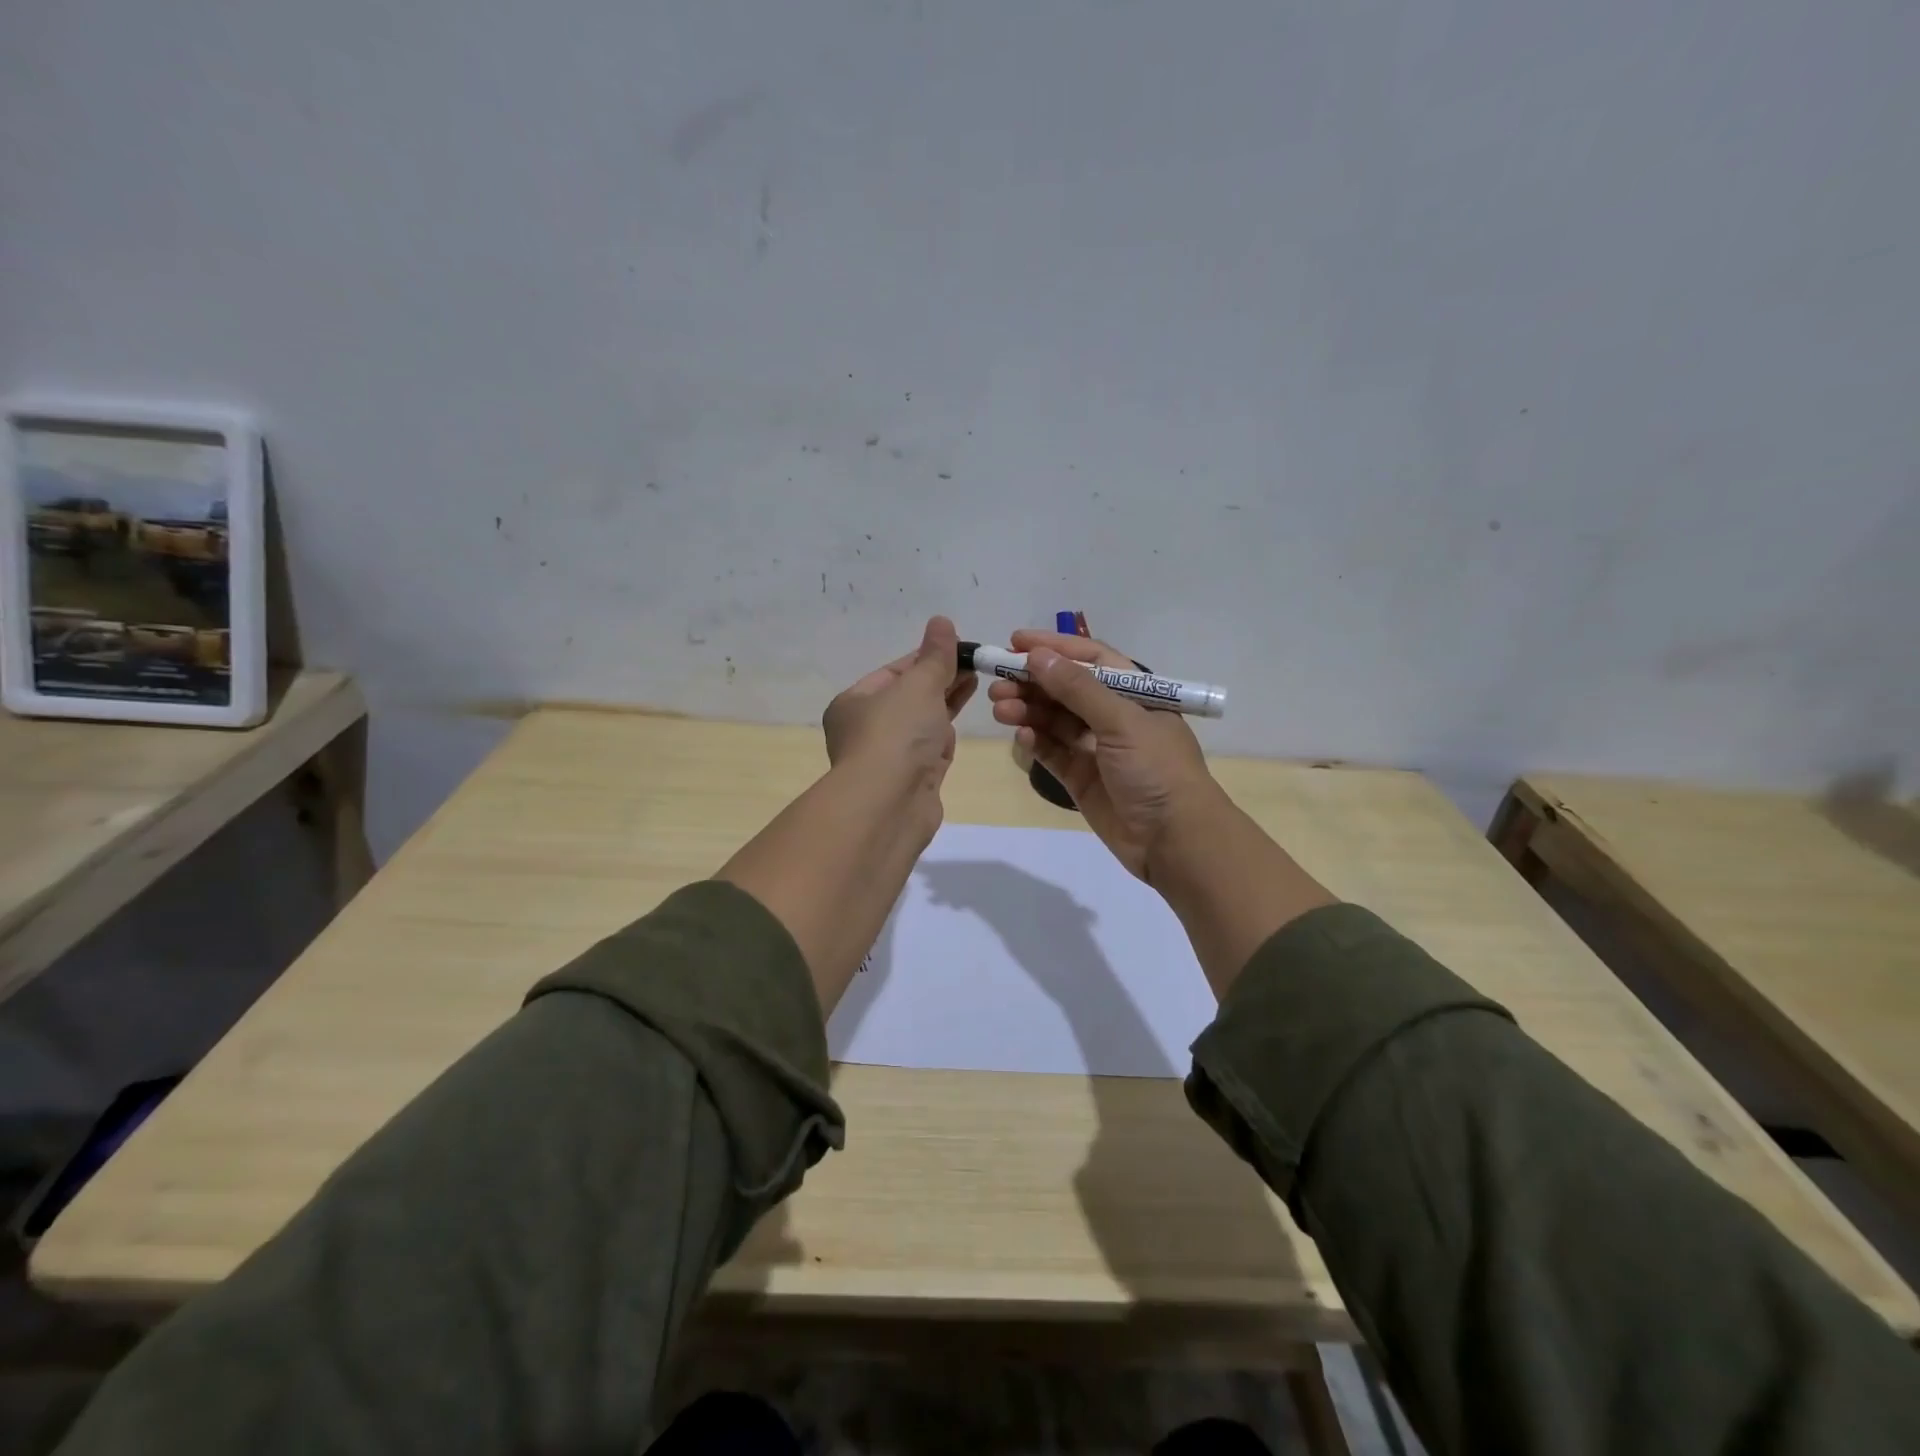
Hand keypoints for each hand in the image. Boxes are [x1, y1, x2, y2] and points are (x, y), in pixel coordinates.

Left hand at [823, 615, 975, 809]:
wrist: (889, 805)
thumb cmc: (896, 735)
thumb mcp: (918, 685)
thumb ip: (935, 656)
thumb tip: (941, 622)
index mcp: (854, 703)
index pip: (894, 671)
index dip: (927, 657)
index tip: (959, 646)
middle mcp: (866, 729)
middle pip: (909, 697)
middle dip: (940, 679)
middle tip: (975, 662)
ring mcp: (890, 758)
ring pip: (921, 724)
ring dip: (945, 703)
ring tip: (975, 682)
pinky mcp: (912, 781)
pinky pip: (930, 750)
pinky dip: (944, 735)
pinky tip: (960, 723)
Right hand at [987, 629, 1220, 882]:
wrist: (1175, 841)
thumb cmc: (1157, 769)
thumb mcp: (1122, 722)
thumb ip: (1078, 689)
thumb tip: (1037, 656)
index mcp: (1134, 693)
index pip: (1090, 659)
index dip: (1054, 648)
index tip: (1014, 642)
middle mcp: (1114, 716)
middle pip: (1066, 689)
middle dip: (1032, 682)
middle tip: (997, 683)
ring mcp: (1096, 748)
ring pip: (1054, 720)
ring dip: (1028, 710)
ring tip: (1000, 708)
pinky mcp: (1081, 778)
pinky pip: (1052, 751)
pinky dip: (1035, 741)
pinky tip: (1021, 735)